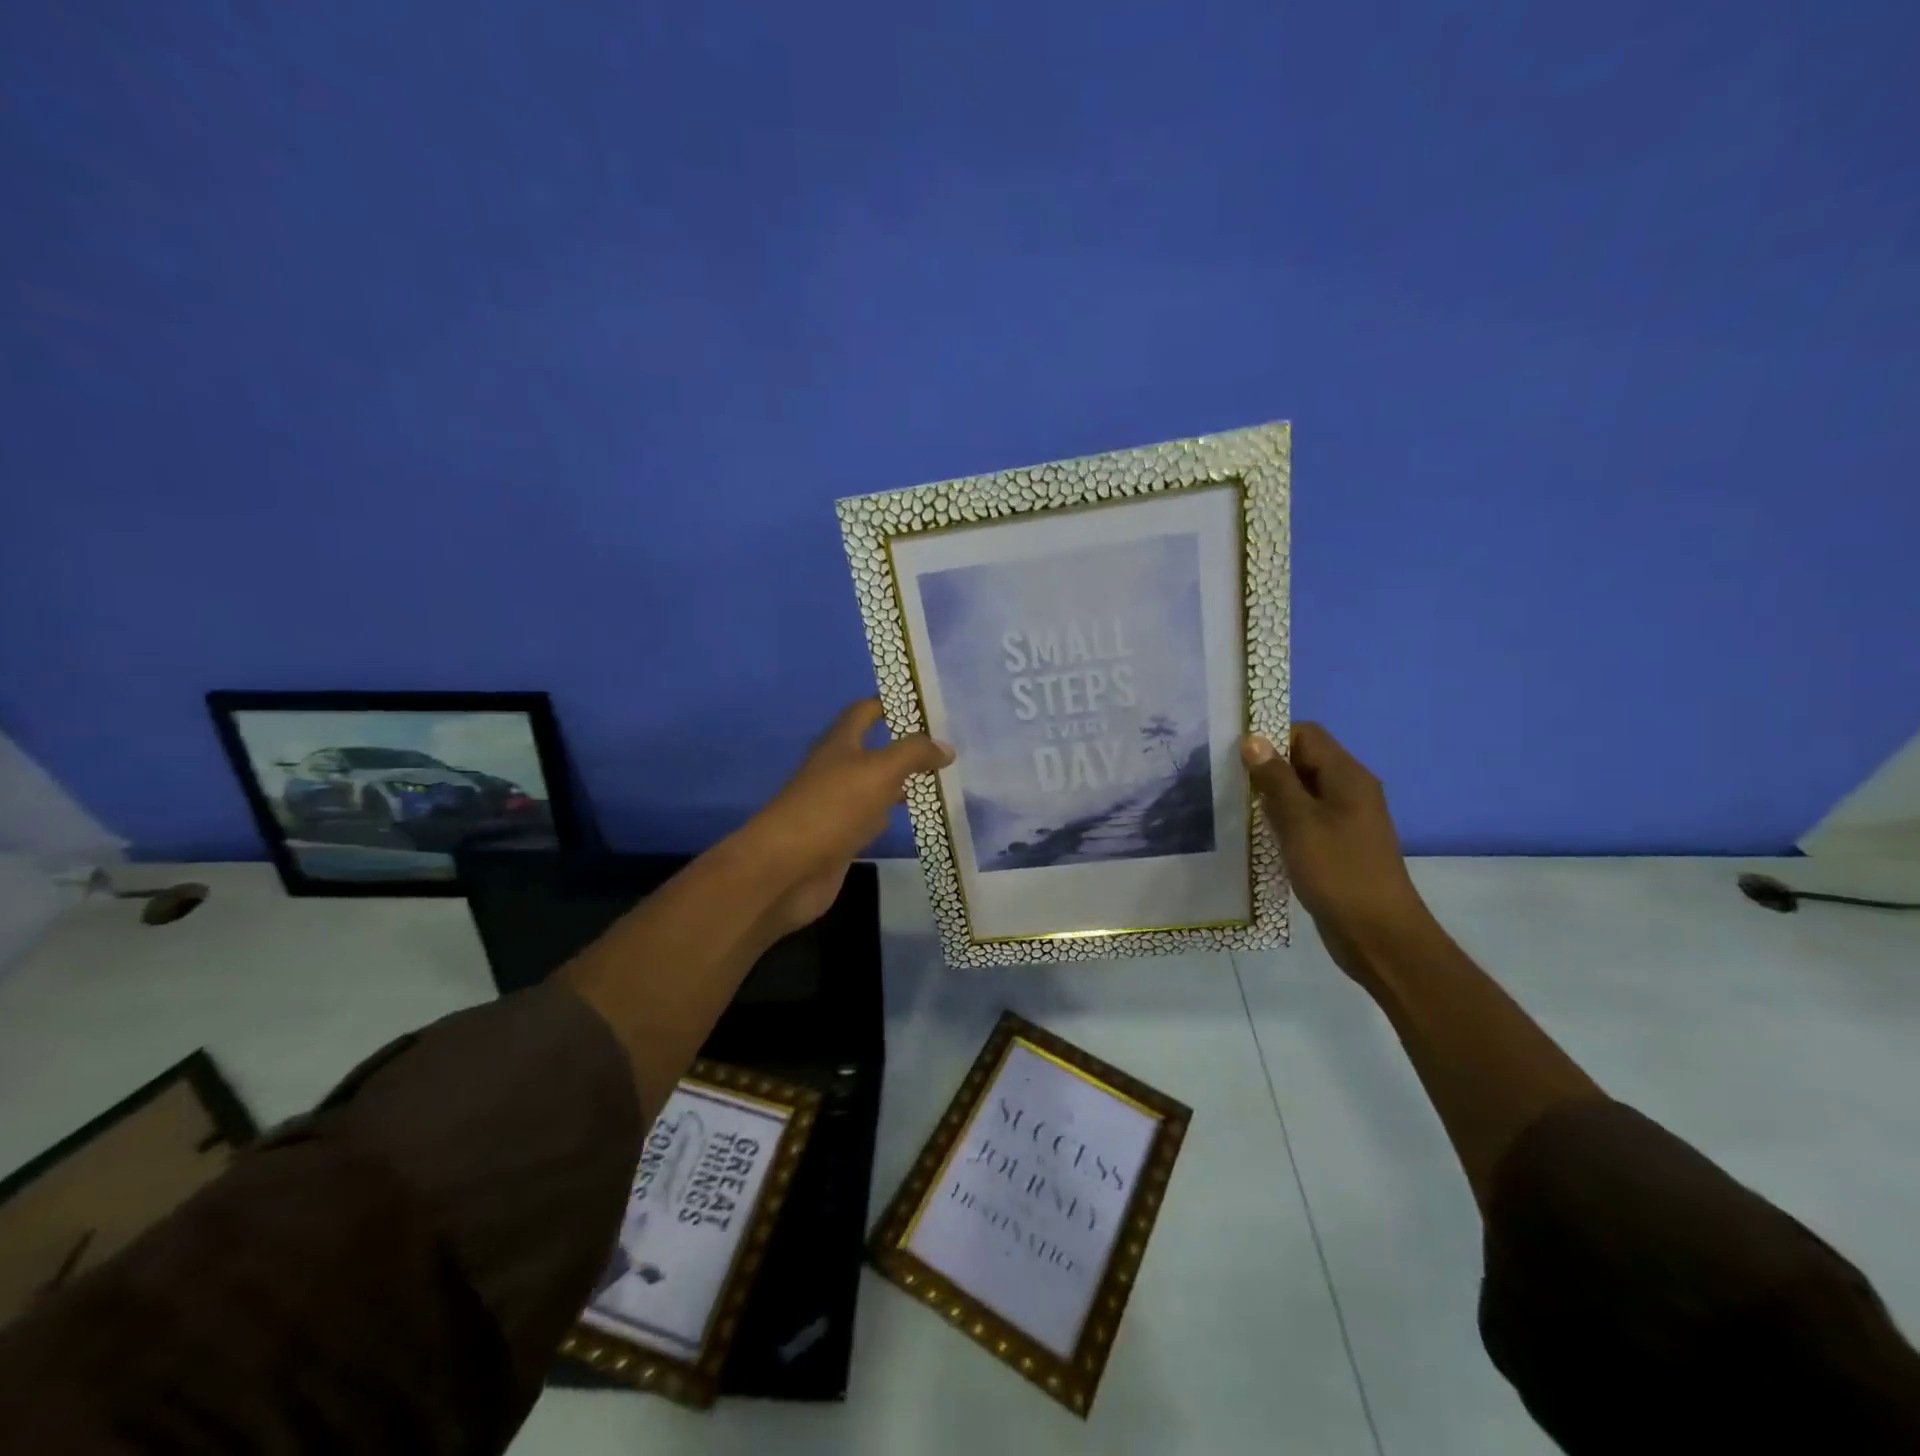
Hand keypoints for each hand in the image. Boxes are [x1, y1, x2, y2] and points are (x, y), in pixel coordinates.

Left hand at [742, 699, 951, 935]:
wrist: (786, 869)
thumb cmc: (833, 808)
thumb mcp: (879, 771)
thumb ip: (913, 754)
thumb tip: (945, 747)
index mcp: (839, 743)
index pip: (865, 711)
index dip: (892, 705)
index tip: (928, 708)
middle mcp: (836, 769)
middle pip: (873, 749)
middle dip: (905, 747)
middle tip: (945, 749)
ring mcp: (836, 805)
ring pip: (874, 785)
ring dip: (901, 782)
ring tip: (940, 781)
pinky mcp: (839, 836)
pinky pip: (871, 818)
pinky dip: (891, 815)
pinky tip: (913, 819)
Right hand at [1242, 723, 1431, 972]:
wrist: (1378, 934)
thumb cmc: (1338, 872)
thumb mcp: (1300, 821)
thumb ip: (1276, 779)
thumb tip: (1253, 740)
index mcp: (1347, 777)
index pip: (1306, 734)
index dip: (1271, 737)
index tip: (1236, 755)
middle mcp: (1350, 791)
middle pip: (1303, 760)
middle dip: (1266, 767)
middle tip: (1227, 782)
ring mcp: (1345, 819)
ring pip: (1301, 792)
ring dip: (1271, 796)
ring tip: (1235, 807)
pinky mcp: (1337, 845)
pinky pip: (1305, 819)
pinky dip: (1281, 821)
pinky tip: (1257, 836)